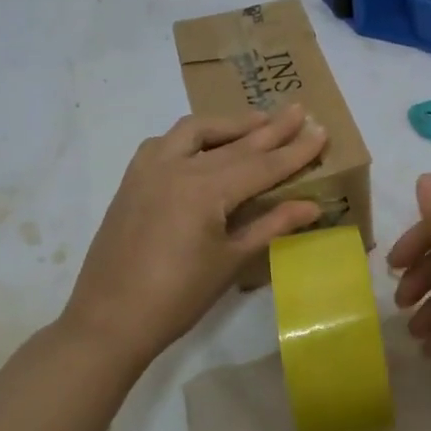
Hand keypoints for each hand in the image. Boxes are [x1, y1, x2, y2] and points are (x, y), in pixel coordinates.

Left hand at [63, 105, 327, 370]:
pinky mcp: (133, 177)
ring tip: (257, 121)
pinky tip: (203, 144)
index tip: (321, 131)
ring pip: (196, 130)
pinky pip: (165, 142)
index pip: (262, 165)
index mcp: (206, 191)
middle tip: (299, 110)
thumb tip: (312, 205)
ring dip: (229, 123)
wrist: (109, 320)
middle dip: (270, 128)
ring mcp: (150, 168)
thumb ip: (271, 225)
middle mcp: (178, 167)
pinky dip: (191, 136)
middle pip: (235, 143)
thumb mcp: (231, 262)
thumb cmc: (177, 298)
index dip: (294, 151)